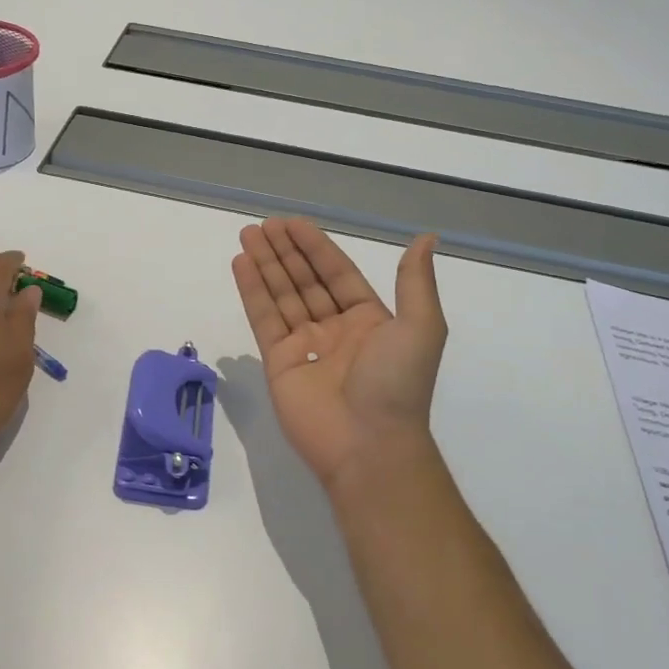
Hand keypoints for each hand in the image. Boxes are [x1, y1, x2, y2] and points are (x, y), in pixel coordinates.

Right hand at [231, 219, 446, 496]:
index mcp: (369, 319)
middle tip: (264, 225)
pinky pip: (263, 318)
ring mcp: (304, 346)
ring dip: (265, 264)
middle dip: (285, 251)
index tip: (293, 224)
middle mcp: (335, 329)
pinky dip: (252, 291)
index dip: (315, 247)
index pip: (337, 273)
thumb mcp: (420, 326)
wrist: (369, 445)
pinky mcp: (278, 363)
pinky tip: (241, 265)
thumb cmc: (397, 382)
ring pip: (281, 295)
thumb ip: (416, 281)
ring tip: (247, 235)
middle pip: (305, 280)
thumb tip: (427, 237)